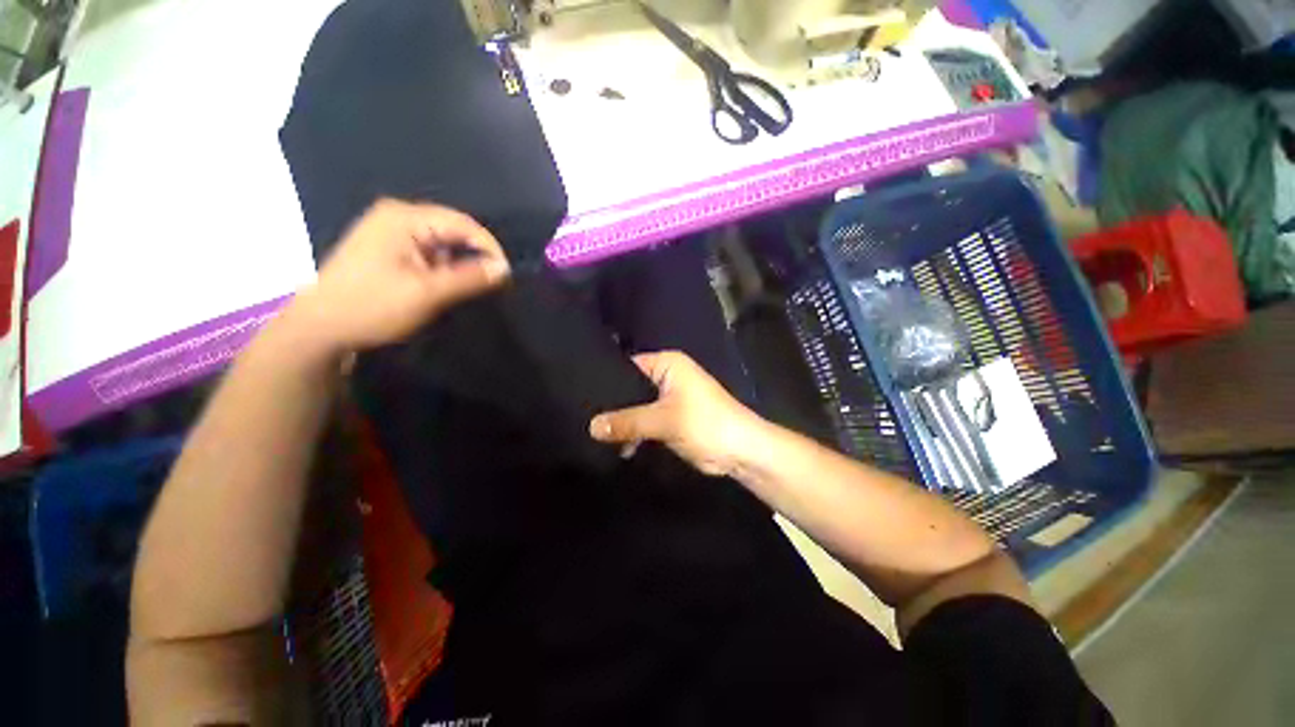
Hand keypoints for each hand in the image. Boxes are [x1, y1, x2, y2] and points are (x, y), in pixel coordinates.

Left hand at [288, 199, 509, 355]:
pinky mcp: (387, 248)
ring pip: (441, 241)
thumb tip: (504, 268)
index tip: (506, 274)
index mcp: (403, 217)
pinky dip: (443, 266)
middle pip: (452, 228)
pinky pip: (427, 250)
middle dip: (475, 254)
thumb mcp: (428, 293)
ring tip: (474, 285)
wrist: (320, 328)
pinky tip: (448, 283)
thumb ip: (470, 277)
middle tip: (494, 281)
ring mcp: (389, 231)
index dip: (489, 247)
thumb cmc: (373, 306)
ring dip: (459, 262)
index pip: (462, 222)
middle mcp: (396, 216)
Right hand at [589, 351, 761, 475]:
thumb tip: (591, 426)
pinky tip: (616, 447)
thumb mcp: (663, 420)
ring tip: (593, 435)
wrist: (740, 451)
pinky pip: (645, 422)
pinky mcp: (670, 420)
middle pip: (631, 387)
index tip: (581, 392)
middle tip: (583, 416)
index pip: (628, 365)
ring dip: (622, 422)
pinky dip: (634, 433)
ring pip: (636, 407)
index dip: (606, 378)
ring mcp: (668, 400)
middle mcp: (666, 378)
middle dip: (612, 403)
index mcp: (667, 365)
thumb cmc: (705, 423)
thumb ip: (626, 422)